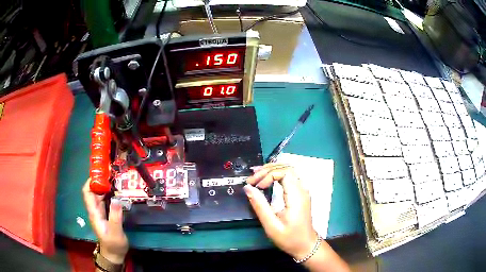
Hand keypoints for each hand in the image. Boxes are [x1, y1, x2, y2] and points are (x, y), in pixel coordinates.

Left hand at [83, 178, 128, 263]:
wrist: (114, 254)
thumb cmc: (113, 244)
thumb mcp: (115, 232)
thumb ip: (115, 217)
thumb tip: (116, 199)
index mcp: (94, 213)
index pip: (87, 193)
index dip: (90, 182)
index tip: (100, 173)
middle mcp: (95, 210)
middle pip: (93, 191)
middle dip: (99, 181)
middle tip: (111, 173)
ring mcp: (100, 212)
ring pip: (99, 195)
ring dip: (104, 187)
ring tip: (115, 179)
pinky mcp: (106, 214)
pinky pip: (105, 200)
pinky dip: (109, 194)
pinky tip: (117, 192)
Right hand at [244, 164, 316, 259]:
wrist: (305, 245)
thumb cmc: (289, 238)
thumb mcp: (271, 225)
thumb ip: (260, 206)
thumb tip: (248, 188)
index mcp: (297, 196)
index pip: (284, 172)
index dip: (268, 174)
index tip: (256, 185)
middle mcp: (302, 190)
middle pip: (287, 168)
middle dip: (268, 169)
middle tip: (252, 178)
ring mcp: (303, 191)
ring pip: (289, 171)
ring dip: (272, 170)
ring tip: (256, 176)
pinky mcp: (300, 194)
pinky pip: (290, 177)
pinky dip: (277, 175)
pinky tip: (266, 180)